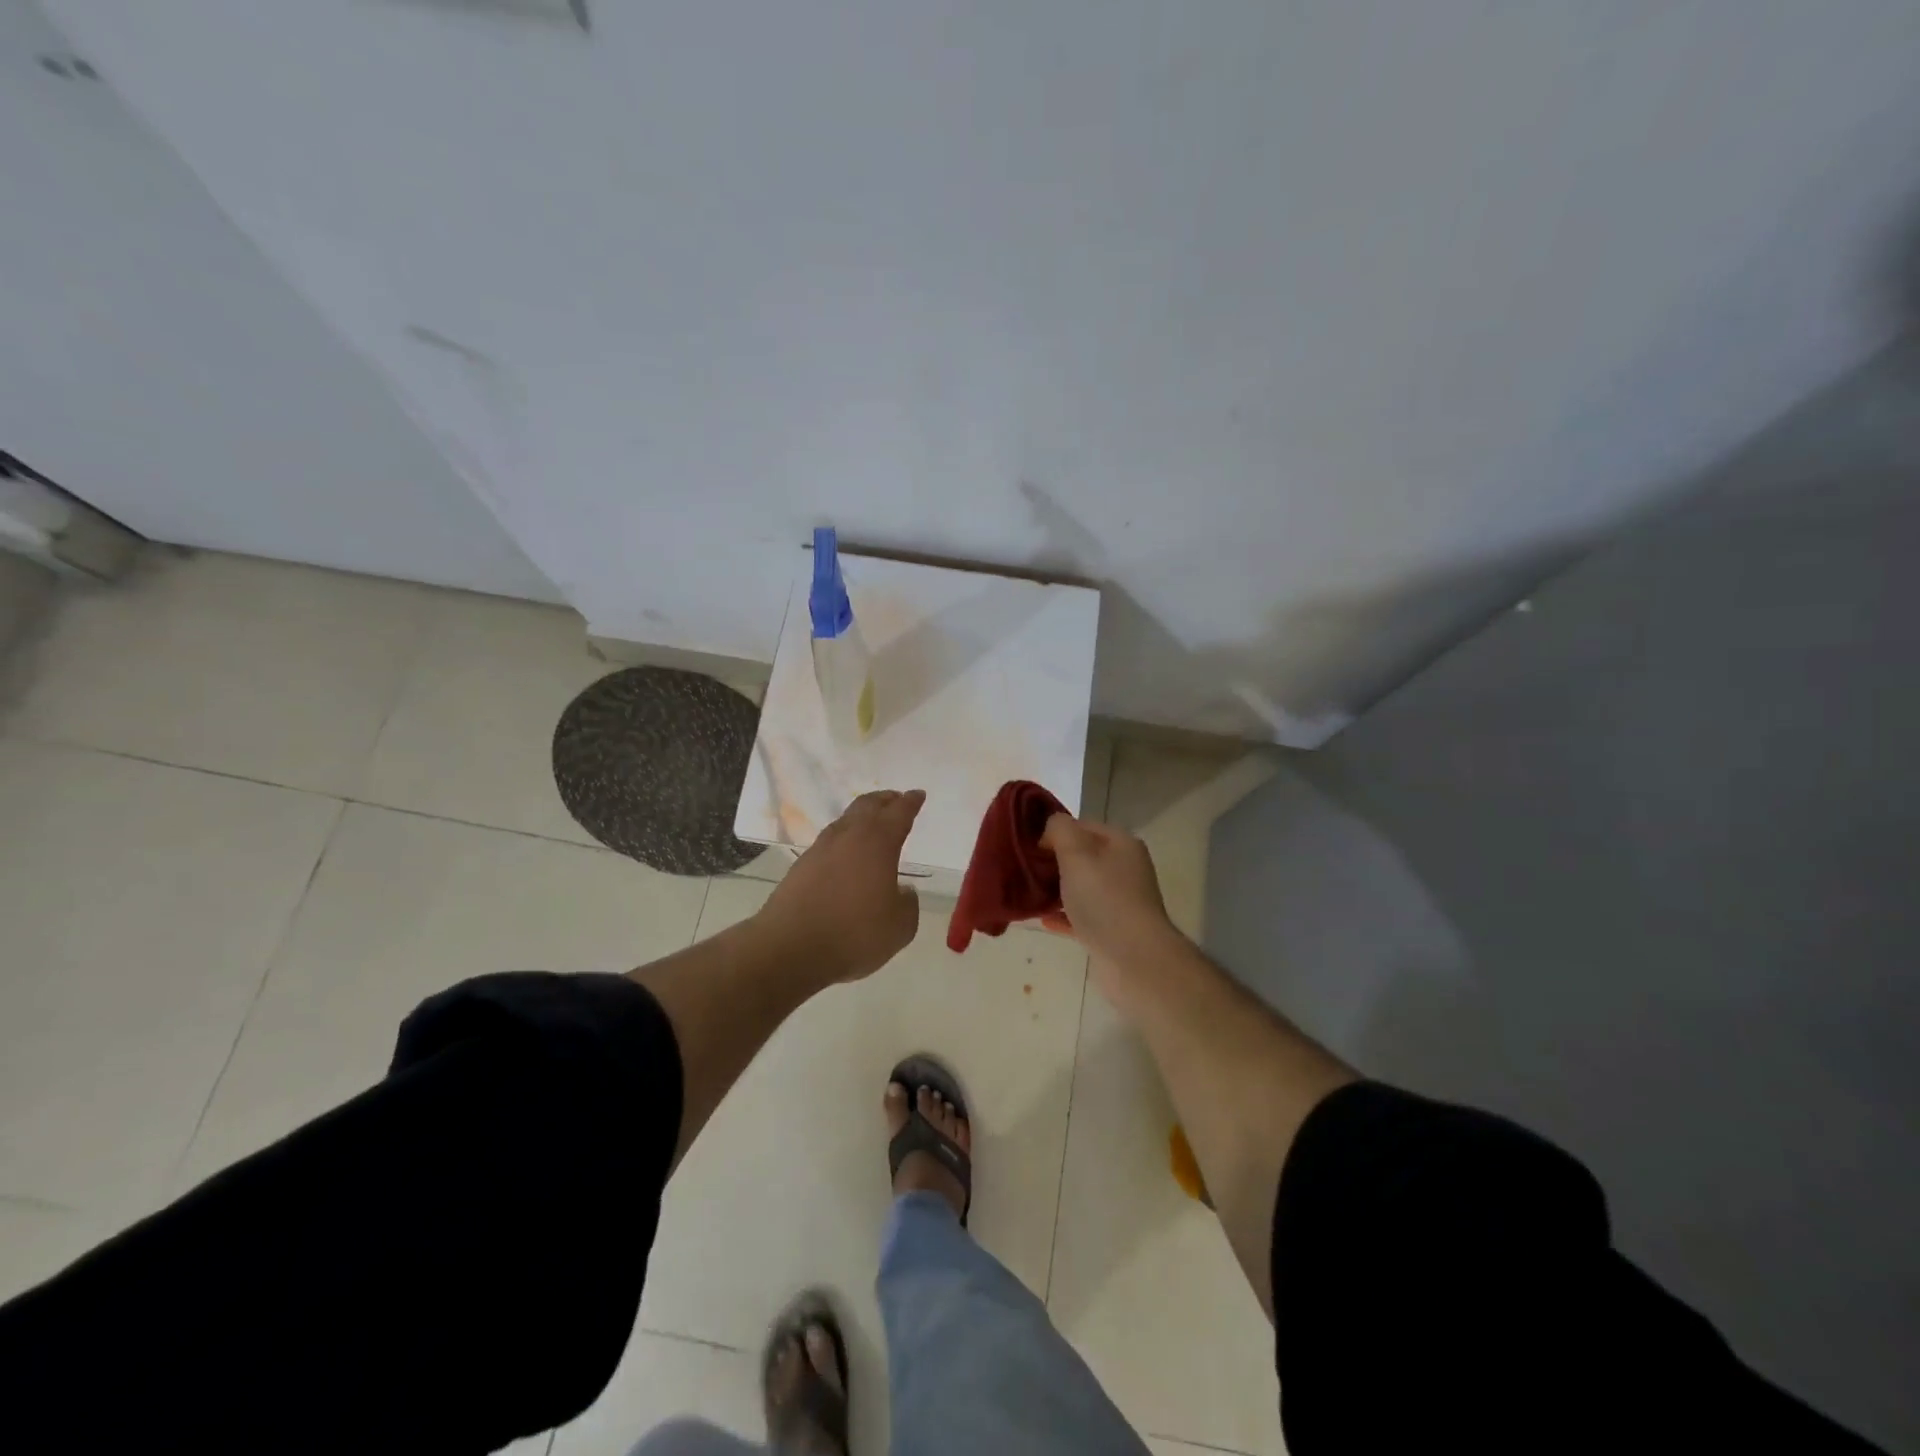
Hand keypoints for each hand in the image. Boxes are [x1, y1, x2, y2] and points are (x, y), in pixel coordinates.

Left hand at [754, 789, 925, 983]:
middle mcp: (848, 837)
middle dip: (884, 800)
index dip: (911, 802)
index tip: (918, 795)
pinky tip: (845, 855)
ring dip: (861, 817)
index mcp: (878, 843)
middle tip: (895, 799)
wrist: (790, 948)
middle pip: (868, 806)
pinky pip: (828, 842)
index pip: (899, 813)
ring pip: (845, 821)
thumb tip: (902, 891)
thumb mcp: (899, 927)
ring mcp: (820, 849)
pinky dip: (843, 840)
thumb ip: (908, 904)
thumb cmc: (854, 934)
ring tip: (870, 824)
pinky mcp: (801, 866)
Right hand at [1040, 813, 1182, 1003]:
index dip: (1054, 832)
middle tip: (1023, 870)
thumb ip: (1060, 830)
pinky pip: (1082, 916)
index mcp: (1120, 844)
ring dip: (1055, 890)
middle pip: (1082, 857)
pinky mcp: (1112, 930)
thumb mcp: (1077, 854)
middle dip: (1052, 862)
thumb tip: (1050, 828)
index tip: (1028, 846)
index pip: (1082, 826)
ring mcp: (1120, 901)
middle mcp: (1124, 868)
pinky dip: (1063, 915)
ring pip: (1081, 888)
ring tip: (1026, 893)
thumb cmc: (1104, 899)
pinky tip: (1041, 920)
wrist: (1134, 959)